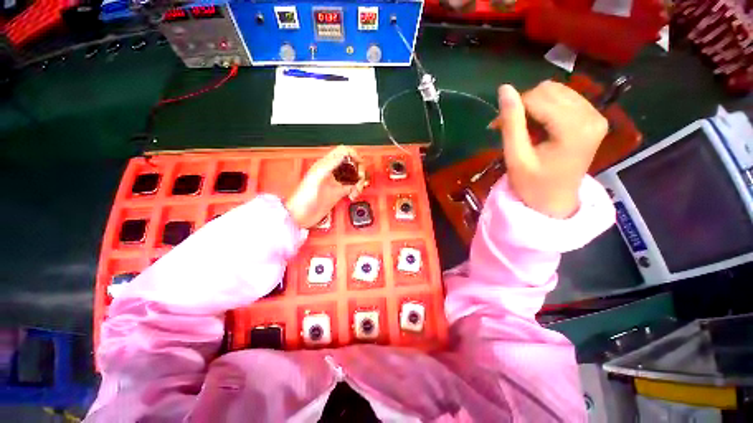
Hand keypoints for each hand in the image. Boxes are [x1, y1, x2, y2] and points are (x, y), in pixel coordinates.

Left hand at [285, 146, 366, 228]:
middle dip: (359, 169)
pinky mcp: (339, 192)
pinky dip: (356, 190)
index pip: (343, 151)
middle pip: (352, 163)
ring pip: (354, 175)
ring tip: (357, 189)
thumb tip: (343, 154)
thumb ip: (330, 164)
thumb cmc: (304, 197)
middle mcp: (332, 172)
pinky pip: (353, 187)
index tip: (359, 163)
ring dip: (359, 181)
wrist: (302, 215)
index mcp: (326, 165)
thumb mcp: (317, 177)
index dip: (353, 154)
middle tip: (360, 178)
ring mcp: (336, 182)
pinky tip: (353, 195)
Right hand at [489, 81, 607, 218]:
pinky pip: (566, 98)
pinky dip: (546, 108)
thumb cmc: (532, 185)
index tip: (496, 126)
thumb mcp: (516, 156)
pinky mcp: (594, 118)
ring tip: (524, 128)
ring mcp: (596, 115)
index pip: (538, 98)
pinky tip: (539, 126)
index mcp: (574, 128)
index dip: (513, 107)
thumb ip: (511, 122)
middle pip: (549, 90)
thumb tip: (504, 88)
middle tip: (510, 127)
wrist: (555, 201)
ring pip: (557, 91)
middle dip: (524, 105)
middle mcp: (591, 115)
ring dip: (534, 106)